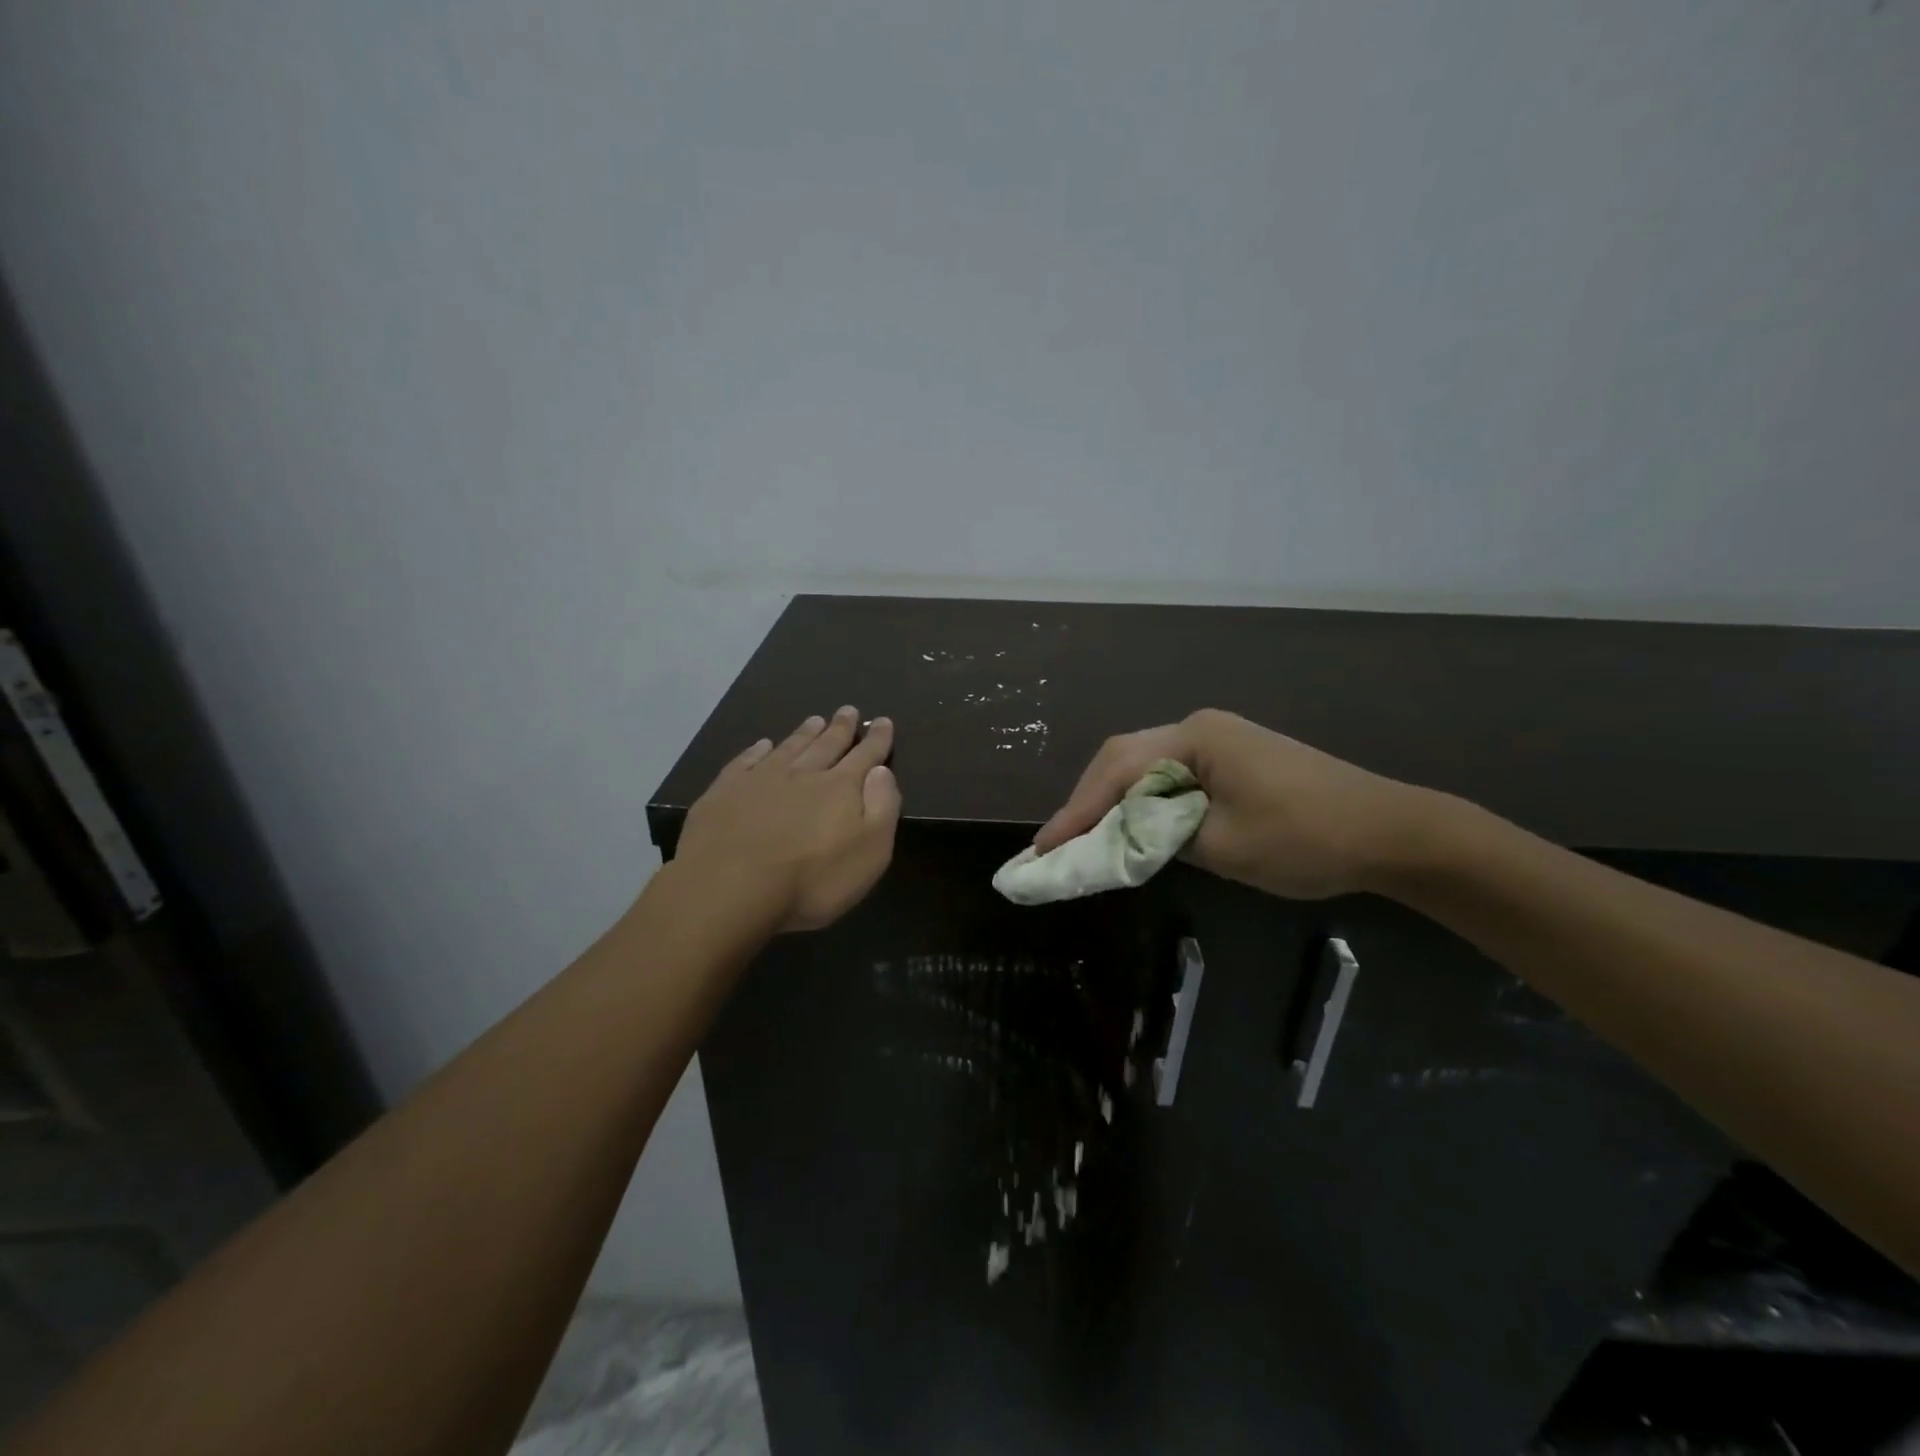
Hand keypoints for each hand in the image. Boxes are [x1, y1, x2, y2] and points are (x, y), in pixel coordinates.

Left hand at [675, 708, 901, 930]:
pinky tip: (762, 745)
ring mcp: (760, 779)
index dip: (876, 739)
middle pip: (826, 745)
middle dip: (840, 728)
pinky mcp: (725, 791)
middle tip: (847, 710)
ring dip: (804, 733)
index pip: (865, 756)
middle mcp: (803, 774)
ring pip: (789, 747)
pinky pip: (746, 760)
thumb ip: (881, 807)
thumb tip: (881, 770)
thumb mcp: (870, 851)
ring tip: (815, 720)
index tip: (882, 720)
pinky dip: (757, 750)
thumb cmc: (812, 880)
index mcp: (841, 788)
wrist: (729, 887)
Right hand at [1033, 709, 1431, 899]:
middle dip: (1088, 801)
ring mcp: (1218, 740)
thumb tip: (1122, 837)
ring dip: (1113, 801)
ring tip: (1085, 838)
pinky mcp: (1233, 758)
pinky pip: (1172, 776)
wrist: (1392, 831)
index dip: (1076, 811)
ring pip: (1145, 766)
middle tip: (1058, 844)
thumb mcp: (1223, 847)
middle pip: (1124, 759)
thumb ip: (1159, 837)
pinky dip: (1144, 802)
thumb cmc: (1307, 839)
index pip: (1116, 771)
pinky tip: (1133, 826)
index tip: (1043, 849)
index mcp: (1195, 738)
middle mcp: (1200, 728)